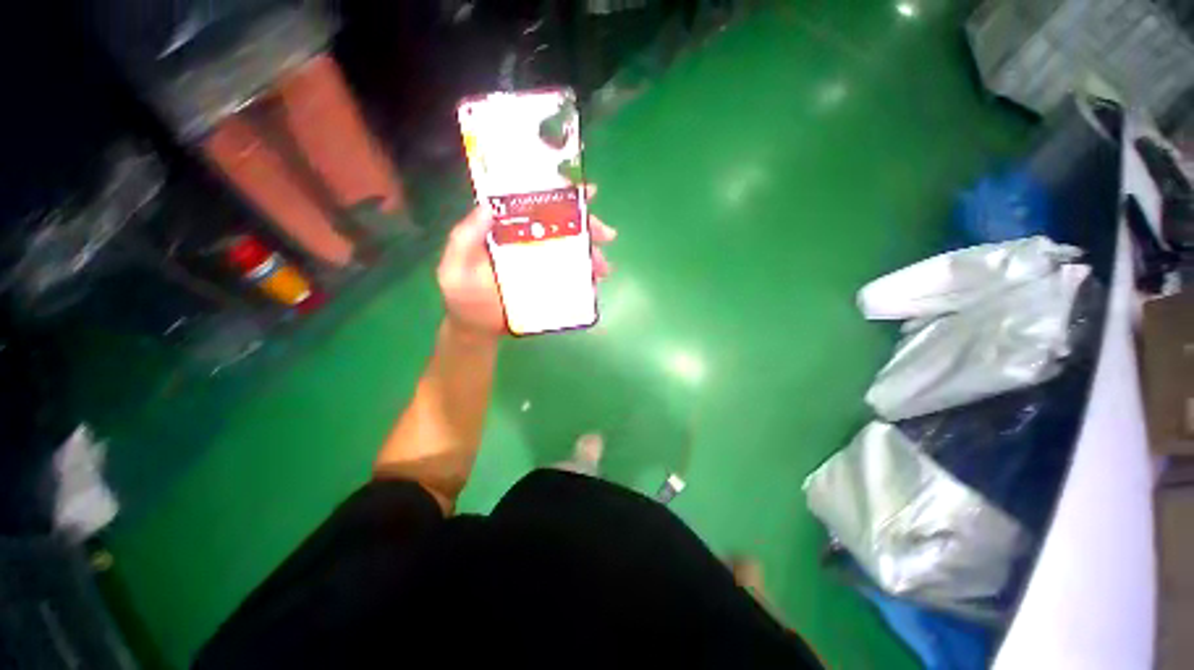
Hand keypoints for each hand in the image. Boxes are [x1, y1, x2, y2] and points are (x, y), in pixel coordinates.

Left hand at [437, 188, 616, 338]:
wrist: (477, 330)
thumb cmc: (464, 299)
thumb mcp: (454, 268)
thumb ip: (464, 239)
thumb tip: (487, 207)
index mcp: (507, 232)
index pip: (534, 205)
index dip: (558, 195)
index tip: (584, 193)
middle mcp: (529, 243)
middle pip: (562, 227)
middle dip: (588, 226)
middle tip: (607, 235)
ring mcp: (542, 266)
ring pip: (572, 252)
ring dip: (592, 255)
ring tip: (603, 268)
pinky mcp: (551, 286)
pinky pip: (573, 277)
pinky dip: (588, 277)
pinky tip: (596, 282)